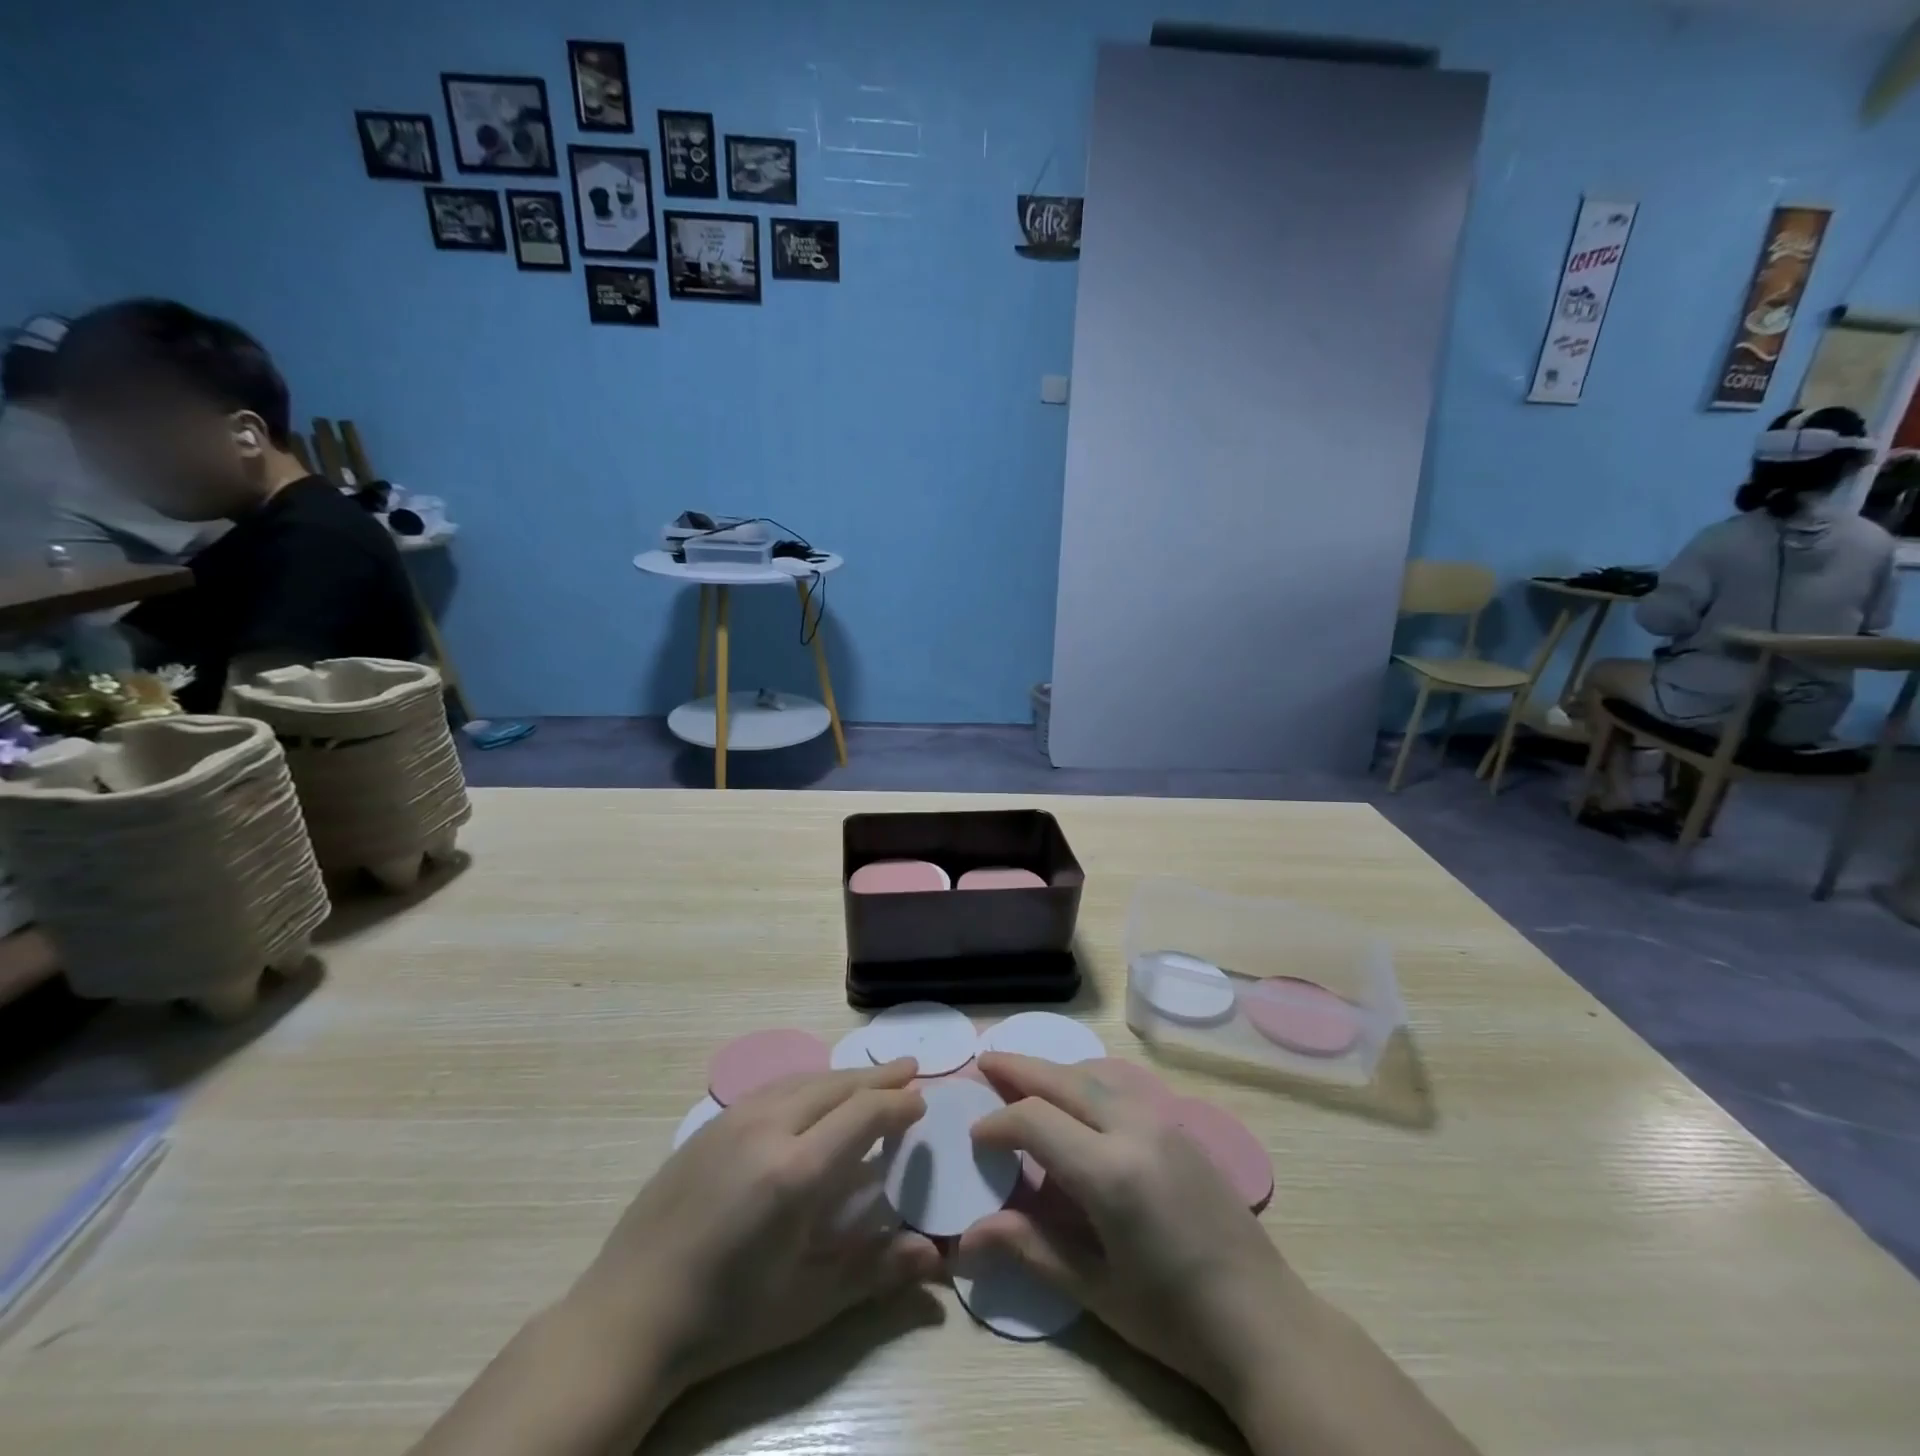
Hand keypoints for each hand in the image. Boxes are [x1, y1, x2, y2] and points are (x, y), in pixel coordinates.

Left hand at [569, 1059, 942, 1398]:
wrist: (627, 1316)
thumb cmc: (725, 1319)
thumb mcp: (806, 1304)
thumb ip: (874, 1271)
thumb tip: (936, 1254)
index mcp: (795, 1172)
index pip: (862, 1116)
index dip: (897, 1104)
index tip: (922, 1100)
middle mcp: (767, 1128)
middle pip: (835, 1086)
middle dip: (877, 1078)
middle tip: (909, 1069)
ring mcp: (734, 1120)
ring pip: (803, 1079)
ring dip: (842, 1076)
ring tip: (869, 1076)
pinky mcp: (710, 1125)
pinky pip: (772, 1088)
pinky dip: (807, 1082)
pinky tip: (812, 1093)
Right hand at [963, 1054, 1477, 1455]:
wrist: (1265, 1322)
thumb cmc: (1173, 1318)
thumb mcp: (1095, 1289)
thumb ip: (1030, 1247)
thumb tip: (965, 1237)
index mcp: (1111, 1172)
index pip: (1036, 1120)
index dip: (998, 1122)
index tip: (975, 1135)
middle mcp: (1136, 1129)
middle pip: (1065, 1079)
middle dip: (1019, 1067)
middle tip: (984, 1062)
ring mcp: (1165, 1121)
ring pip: (1095, 1075)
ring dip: (1055, 1069)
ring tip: (1022, 1072)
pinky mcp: (1182, 1126)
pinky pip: (1122, 1087)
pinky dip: (1086, 1082)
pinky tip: (1075, 1098)